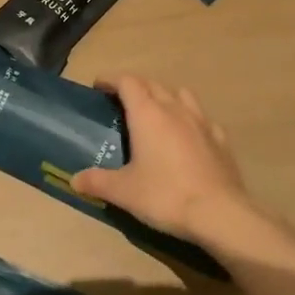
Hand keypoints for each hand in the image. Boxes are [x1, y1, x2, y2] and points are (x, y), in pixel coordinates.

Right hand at [72, 75, 254, 241]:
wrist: (219, 214)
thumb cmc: (165, 196)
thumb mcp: (123, 191)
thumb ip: (97, 181)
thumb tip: (74, 180)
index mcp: (147, 114)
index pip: (127, 82)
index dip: (110, 80)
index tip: (98, 87)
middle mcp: (174, 109)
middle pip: (152, 84)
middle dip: (135, 86)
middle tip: (121, 101)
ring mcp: (201, 121)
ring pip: (180, 94)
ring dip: (164, 96)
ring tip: (155, 113)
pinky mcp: (220, 138)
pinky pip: (201, 118)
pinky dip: (189, 118)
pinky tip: (187, 136)